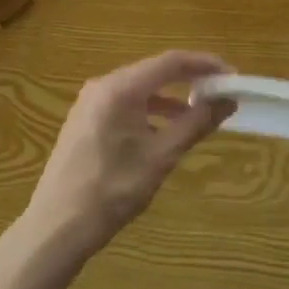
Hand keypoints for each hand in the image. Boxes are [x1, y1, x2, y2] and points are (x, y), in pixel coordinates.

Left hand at [20, 50, 234, 268]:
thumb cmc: (113, 190)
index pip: (171, 62)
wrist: (57, 226)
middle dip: (189, 80)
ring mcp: (90, 102)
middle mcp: (103, 85)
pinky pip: (124, 103)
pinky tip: (163, 132)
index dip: (204, 65)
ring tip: (198, 115)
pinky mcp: (85, 119)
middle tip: (220, 94)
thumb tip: (227, 100)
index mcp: (121, 88)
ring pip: (140, 88)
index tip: (232, 76)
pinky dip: (149, 110)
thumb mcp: (161, 157)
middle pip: (154, 71)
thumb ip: (196, 124)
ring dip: (170, 98)